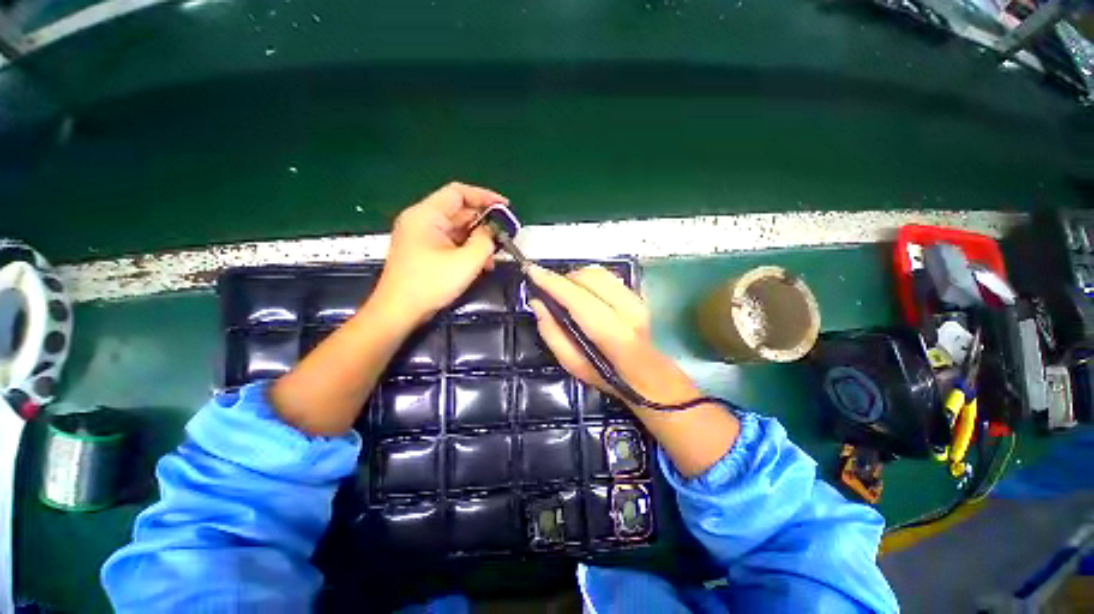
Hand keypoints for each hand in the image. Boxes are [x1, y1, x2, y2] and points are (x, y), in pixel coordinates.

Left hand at [372, 182, 507, 327]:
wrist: (399, 311)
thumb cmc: (431, 284)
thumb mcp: (466, 262)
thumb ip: (485, 241)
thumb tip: (490, 231)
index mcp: (426, 215)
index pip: (458, 192)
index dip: (484, 196)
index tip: (506, 207)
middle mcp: (421, 220)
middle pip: (458, 211)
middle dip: (483, 223)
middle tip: (504, 236)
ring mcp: (421, 236)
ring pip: (456, 229)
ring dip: (477, 240)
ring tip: (493, 257)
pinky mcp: (423, 251)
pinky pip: (450, 242)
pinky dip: (466, 249)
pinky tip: (480, 264)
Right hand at [527, 265, 699, 406]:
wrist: (653, 379)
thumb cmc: (611, 377)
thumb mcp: (575, 366)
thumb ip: (553, 335)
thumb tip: (538, 304)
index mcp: (615, 335)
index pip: (578, 298)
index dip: (552, 282)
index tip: (532, 271)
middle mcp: (630, 311)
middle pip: (590, 277)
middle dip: (564, 278)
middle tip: (550, 291)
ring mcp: (639, 300)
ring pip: (600, 273)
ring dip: (577, 278)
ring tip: (567, 293)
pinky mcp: (640, 295)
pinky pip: (609, 278)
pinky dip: (590, 280)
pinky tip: (585, 295)